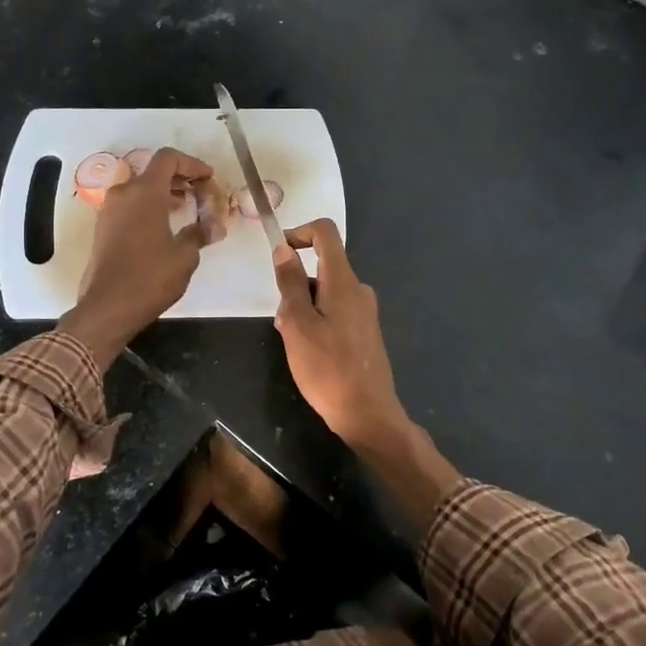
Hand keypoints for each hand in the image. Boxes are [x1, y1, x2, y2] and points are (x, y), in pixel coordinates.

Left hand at [60, 148, 216, 368]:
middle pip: (153, 171)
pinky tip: (165, 225)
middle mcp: (123, 193)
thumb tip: (213, 227)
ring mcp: (109, 210)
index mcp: (145, 192)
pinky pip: (130, 205)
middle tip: (201, 193)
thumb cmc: (150, 277)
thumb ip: (200, 233)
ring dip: (164, 192)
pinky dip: (149, 206)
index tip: (208, 178)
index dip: (192, 164)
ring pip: (140, 188)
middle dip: (179, 178)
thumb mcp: (185, 256)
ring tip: (186, 208)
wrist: (108, 307)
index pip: (168, 158)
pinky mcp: (103, 227)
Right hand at [270, 220, 411, 454]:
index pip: (325, 233)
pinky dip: (317, 320)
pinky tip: (310, 353)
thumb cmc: (327, 368)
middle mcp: (359, 289)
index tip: (278, 252)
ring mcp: (365, 311)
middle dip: (295, 284)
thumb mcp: (298, 324)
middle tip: (282, 320)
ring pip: (326, 292)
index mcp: (344, 281)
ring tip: (294, 343)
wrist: (368, 414)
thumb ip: (290, 284)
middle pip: (322, 266)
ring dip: (303, 307)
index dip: (299, 232)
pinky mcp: (365, 331)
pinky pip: (336, 311)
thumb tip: (284, 248)